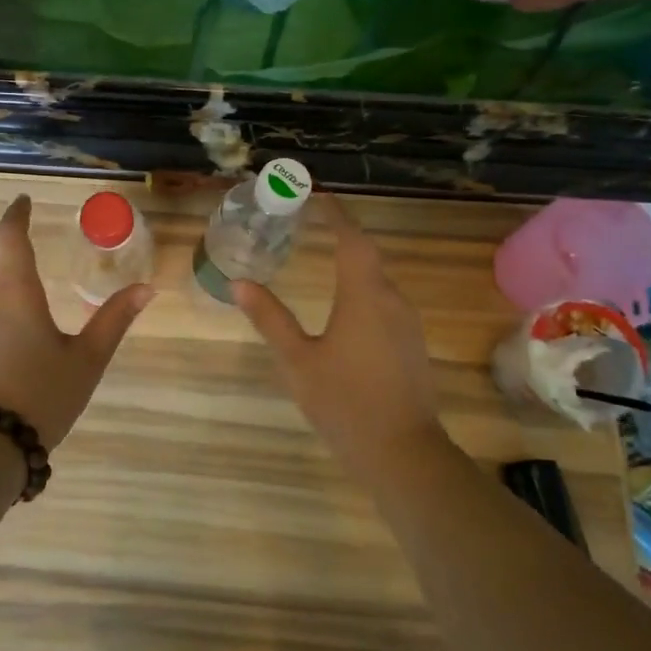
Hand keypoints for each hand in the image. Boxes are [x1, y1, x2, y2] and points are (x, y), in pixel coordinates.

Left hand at [0, 195, 154, 450]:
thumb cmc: (41, 395)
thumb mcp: (87, 359)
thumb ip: (114, 320)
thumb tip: (146, 288)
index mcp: (15, 290)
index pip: (10, 236)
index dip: (17, 214)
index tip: (25, 200)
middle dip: (1, 234)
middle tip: (17, 226)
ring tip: (8, 262)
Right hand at [233, 195, 446, 481]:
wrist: (403, 453)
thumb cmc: (345, 402)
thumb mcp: (298, 361)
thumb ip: (271, 319)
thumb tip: (240, 284)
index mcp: (364, 296)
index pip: (352, 239)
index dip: (336, 215)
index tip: (316, 197)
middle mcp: (391, 300)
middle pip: (367, 255)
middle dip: (341, 235)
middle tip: (311, 224)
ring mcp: (406, 323)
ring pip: (377, 280)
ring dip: (352, 263)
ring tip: (322, 258)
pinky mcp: (410, 344)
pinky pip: (384, 302)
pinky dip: (362, 289)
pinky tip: (343, 306)